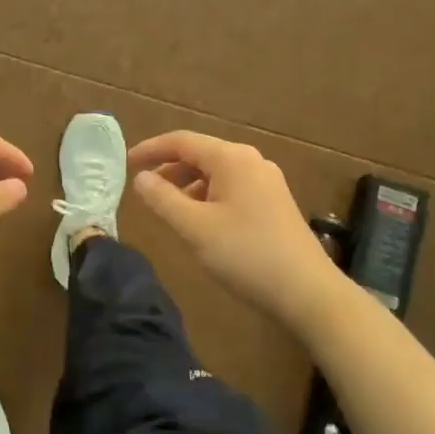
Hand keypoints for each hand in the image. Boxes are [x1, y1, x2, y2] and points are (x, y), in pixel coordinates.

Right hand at [128, 131, 339, 327]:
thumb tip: (141, 177)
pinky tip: (201, 222)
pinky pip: (232, 188)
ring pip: (216, 173)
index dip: (151, 149)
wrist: (308, 292)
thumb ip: (162, 199)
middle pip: (200, 154)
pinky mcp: (275, 202)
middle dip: (169, 168)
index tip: (127, 163)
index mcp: (231, 158)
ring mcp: (267, 181)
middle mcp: (251, 161)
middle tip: (144, 189)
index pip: (182, 141)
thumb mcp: (194, 228)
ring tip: (169, 209)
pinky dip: (208, 196)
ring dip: (188, 185)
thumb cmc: (246, 254)